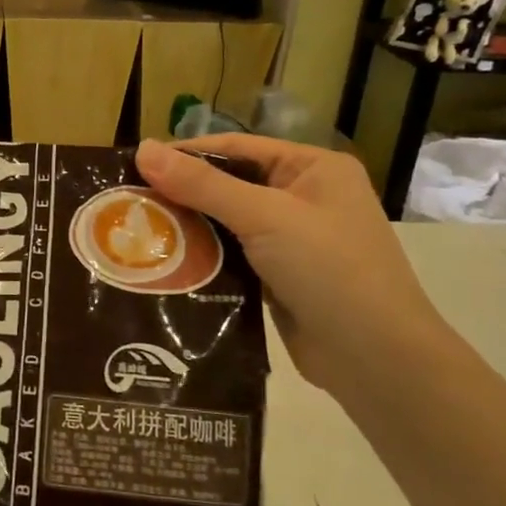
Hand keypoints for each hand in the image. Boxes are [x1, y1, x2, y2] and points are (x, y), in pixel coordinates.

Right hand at [135, 136, 454, 395]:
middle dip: (181, 195)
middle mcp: (303, 197)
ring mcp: (293, 240)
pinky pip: (232, 256)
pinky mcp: (279, 277)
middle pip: (229, 185)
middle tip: (129, 204)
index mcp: (312, 168)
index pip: (236, 148)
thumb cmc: (329, 270)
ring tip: (137, 232)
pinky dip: (203, 258)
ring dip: (188, 229)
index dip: (185, 155)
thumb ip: (202, 185)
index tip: (133, 167)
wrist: (376, 358)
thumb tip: (142, 148)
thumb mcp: (264, 217)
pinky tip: (166, 263)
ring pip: (227, 223)